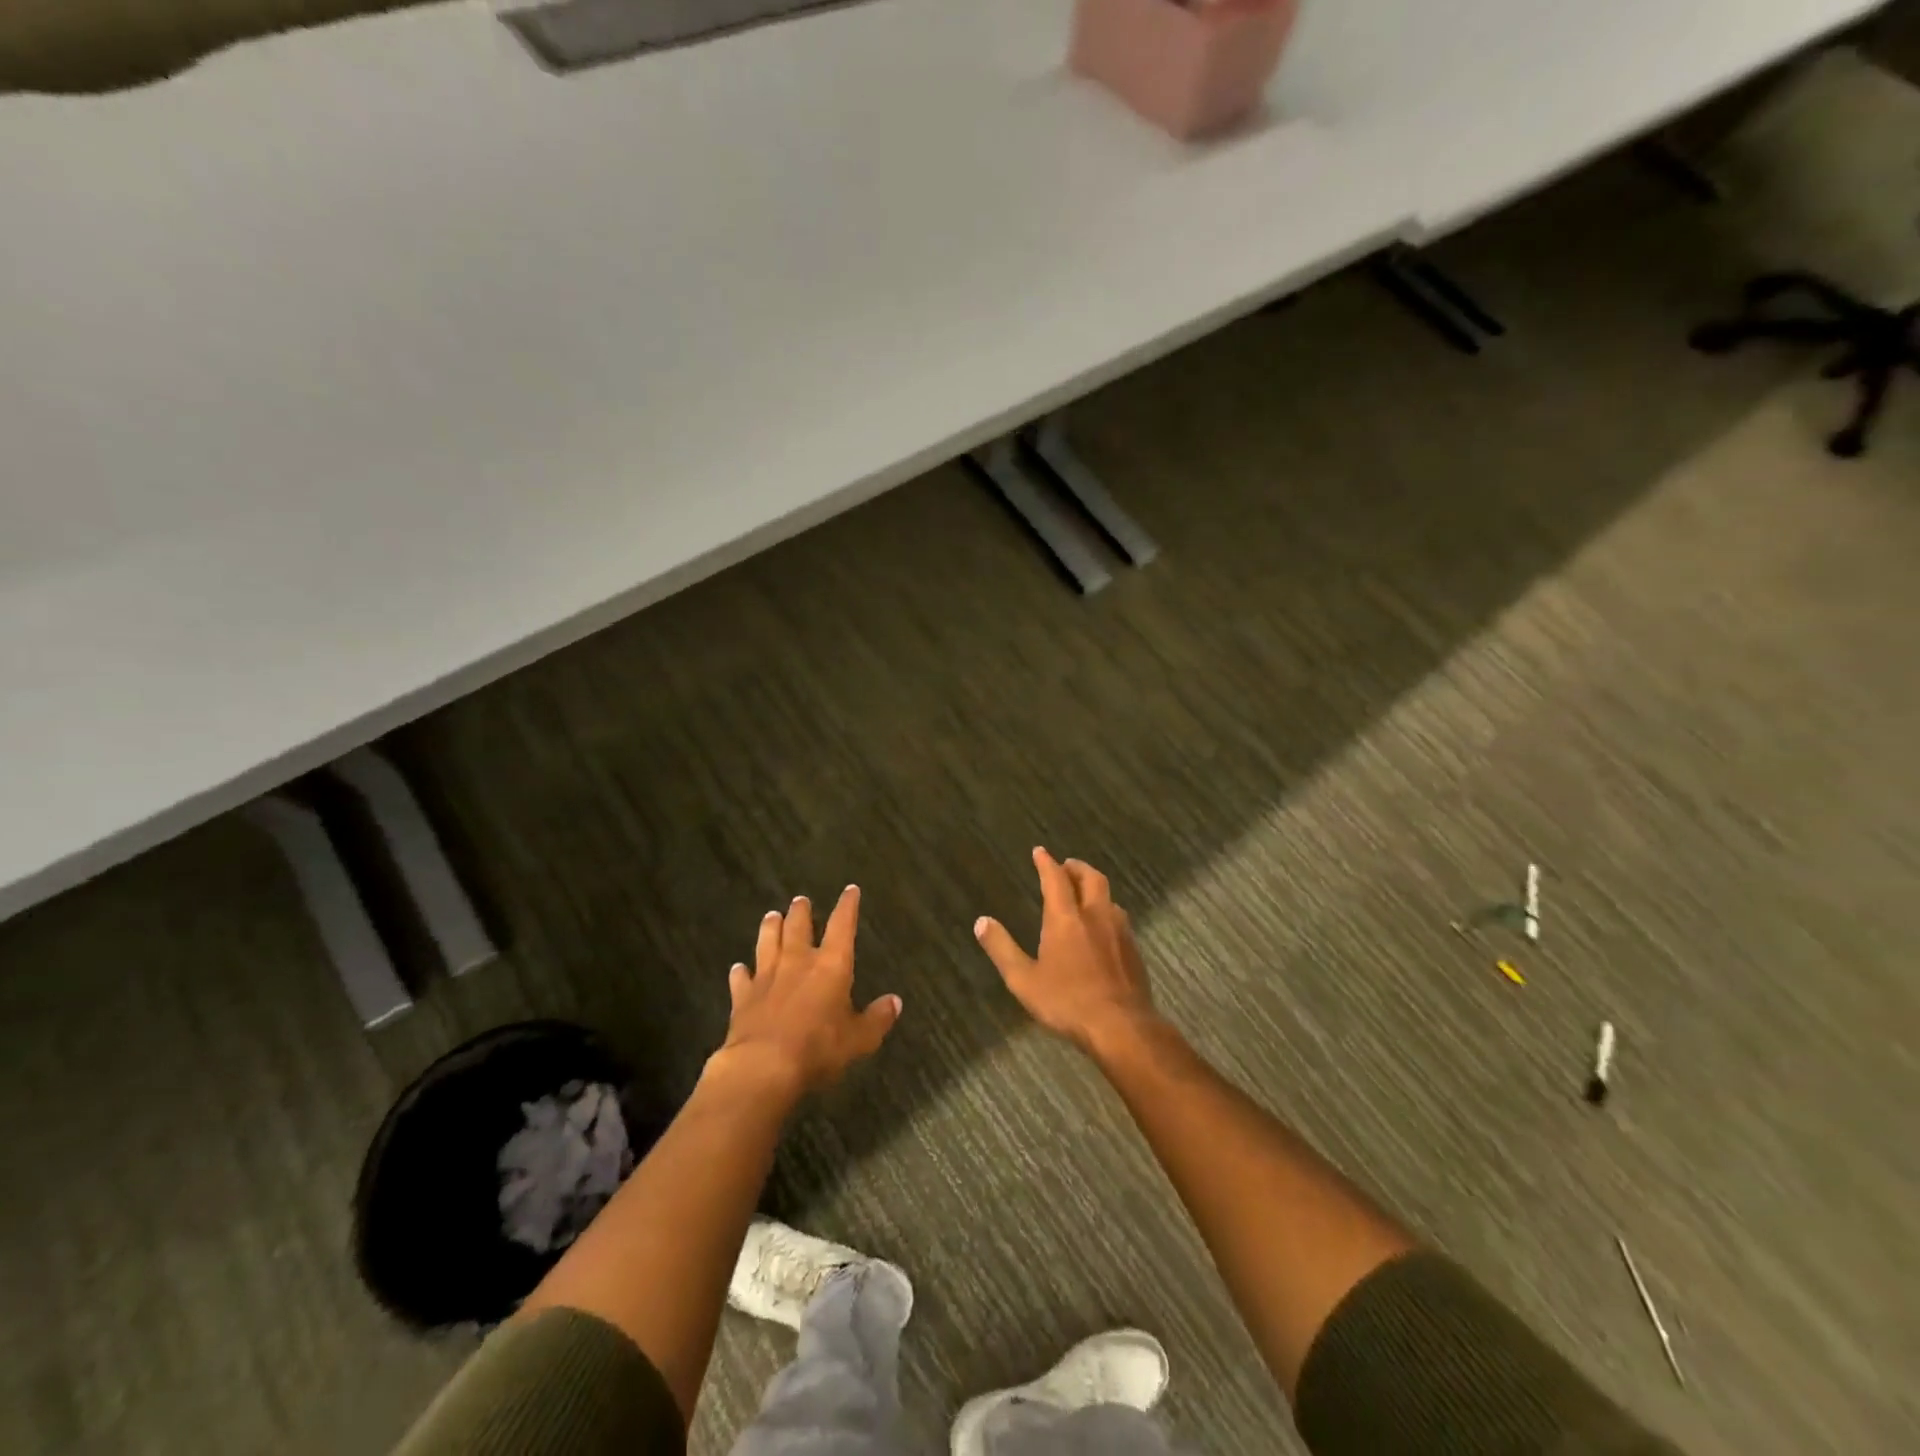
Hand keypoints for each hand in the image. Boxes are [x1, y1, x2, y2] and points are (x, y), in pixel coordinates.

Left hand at [716, 885, 901, 1097]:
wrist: (764, 1066)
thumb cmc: (819, 1048)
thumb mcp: (859, 1039)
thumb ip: (877, 1019)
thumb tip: (895, 1002)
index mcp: (831, 966)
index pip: (842, 926)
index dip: (847, 906)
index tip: (850, 890)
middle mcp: (798, 962)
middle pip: (798, 927)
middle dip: (801, 912)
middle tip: (801, 900)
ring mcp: (767, 977)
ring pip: (767, 942)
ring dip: (770, 928)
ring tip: (771, 915)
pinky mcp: (743, 997)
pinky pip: (741, 978)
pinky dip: (740, 972)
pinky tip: (738, 968)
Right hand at [974, 849, 1159, 1054]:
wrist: (1121, 1026)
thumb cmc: (1067, 1002)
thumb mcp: (1024, 980)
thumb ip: (1002, 948)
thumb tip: (981, 921)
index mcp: (1066, 919)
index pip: (1055, 879)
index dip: (1046, 862)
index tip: (1040, 852)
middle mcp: (1095, 915)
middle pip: (1091, 878)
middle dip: (1077, 867)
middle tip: (1066, 865)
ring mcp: (1119, 931)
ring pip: (1109, 897)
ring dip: (1095, 889)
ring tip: (1085, 895)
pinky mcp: (1133, 949)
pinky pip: (1120, 918)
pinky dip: (1107, 911)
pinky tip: (1104, 928)